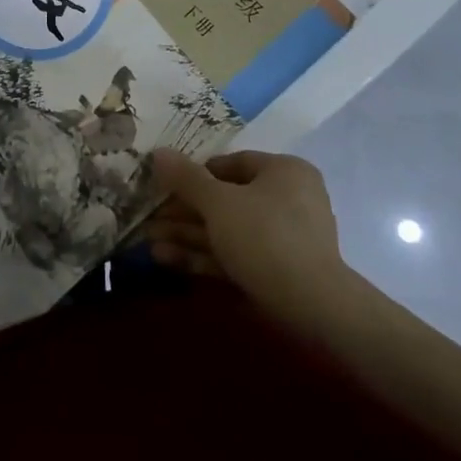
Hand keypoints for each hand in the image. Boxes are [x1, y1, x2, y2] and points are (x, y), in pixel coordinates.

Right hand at [145, 149, 346, 324]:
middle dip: (184, 212)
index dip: (194, 174)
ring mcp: (284, 239)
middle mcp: (288, 199)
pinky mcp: (278, 273)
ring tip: (148, 242)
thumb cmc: (265, 236)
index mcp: (284, 171)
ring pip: (227, 231)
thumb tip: (158, 152)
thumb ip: (186, 178)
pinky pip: (236, 255)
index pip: (232, 163)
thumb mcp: (218, 202)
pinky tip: (166, 259)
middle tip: (150, 218)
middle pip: (225, 200)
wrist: (312, 308)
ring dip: (187, 236)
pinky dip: (203, 257)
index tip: (164, 185)